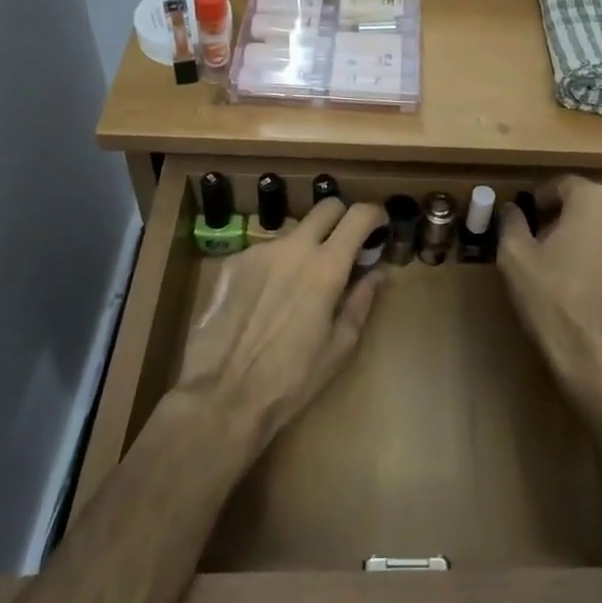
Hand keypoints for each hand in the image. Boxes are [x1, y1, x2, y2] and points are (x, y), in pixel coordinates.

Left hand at [176, 199, 386, 457]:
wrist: (221, 395)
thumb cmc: (290, 379)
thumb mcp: (339, 347)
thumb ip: (361, 301)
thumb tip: (376, 273)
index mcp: (326, 267)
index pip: (359, 215)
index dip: (375, 215)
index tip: (380, 227)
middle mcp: (294, 247)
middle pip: (326, 207)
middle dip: (341, 219)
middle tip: (344, 247)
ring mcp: (259, 251)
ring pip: (293, 233)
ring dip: (304, 248)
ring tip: (297, 287)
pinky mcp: (232, 263)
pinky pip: (263, 253)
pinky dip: (274, 267)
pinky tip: (264, 301)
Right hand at [497, 177, 601, 401]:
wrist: (600, 361)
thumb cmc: (553, 302)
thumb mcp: (515, 258)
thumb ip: (512, 222)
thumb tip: (511, 208)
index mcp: (593, 201)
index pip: (563, 184)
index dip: (543, 199)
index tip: (530, 218)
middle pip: (592, 206)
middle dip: (571, 219)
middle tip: (549, 245)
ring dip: (597, 240)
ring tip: (577, 268)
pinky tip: (601, 288)